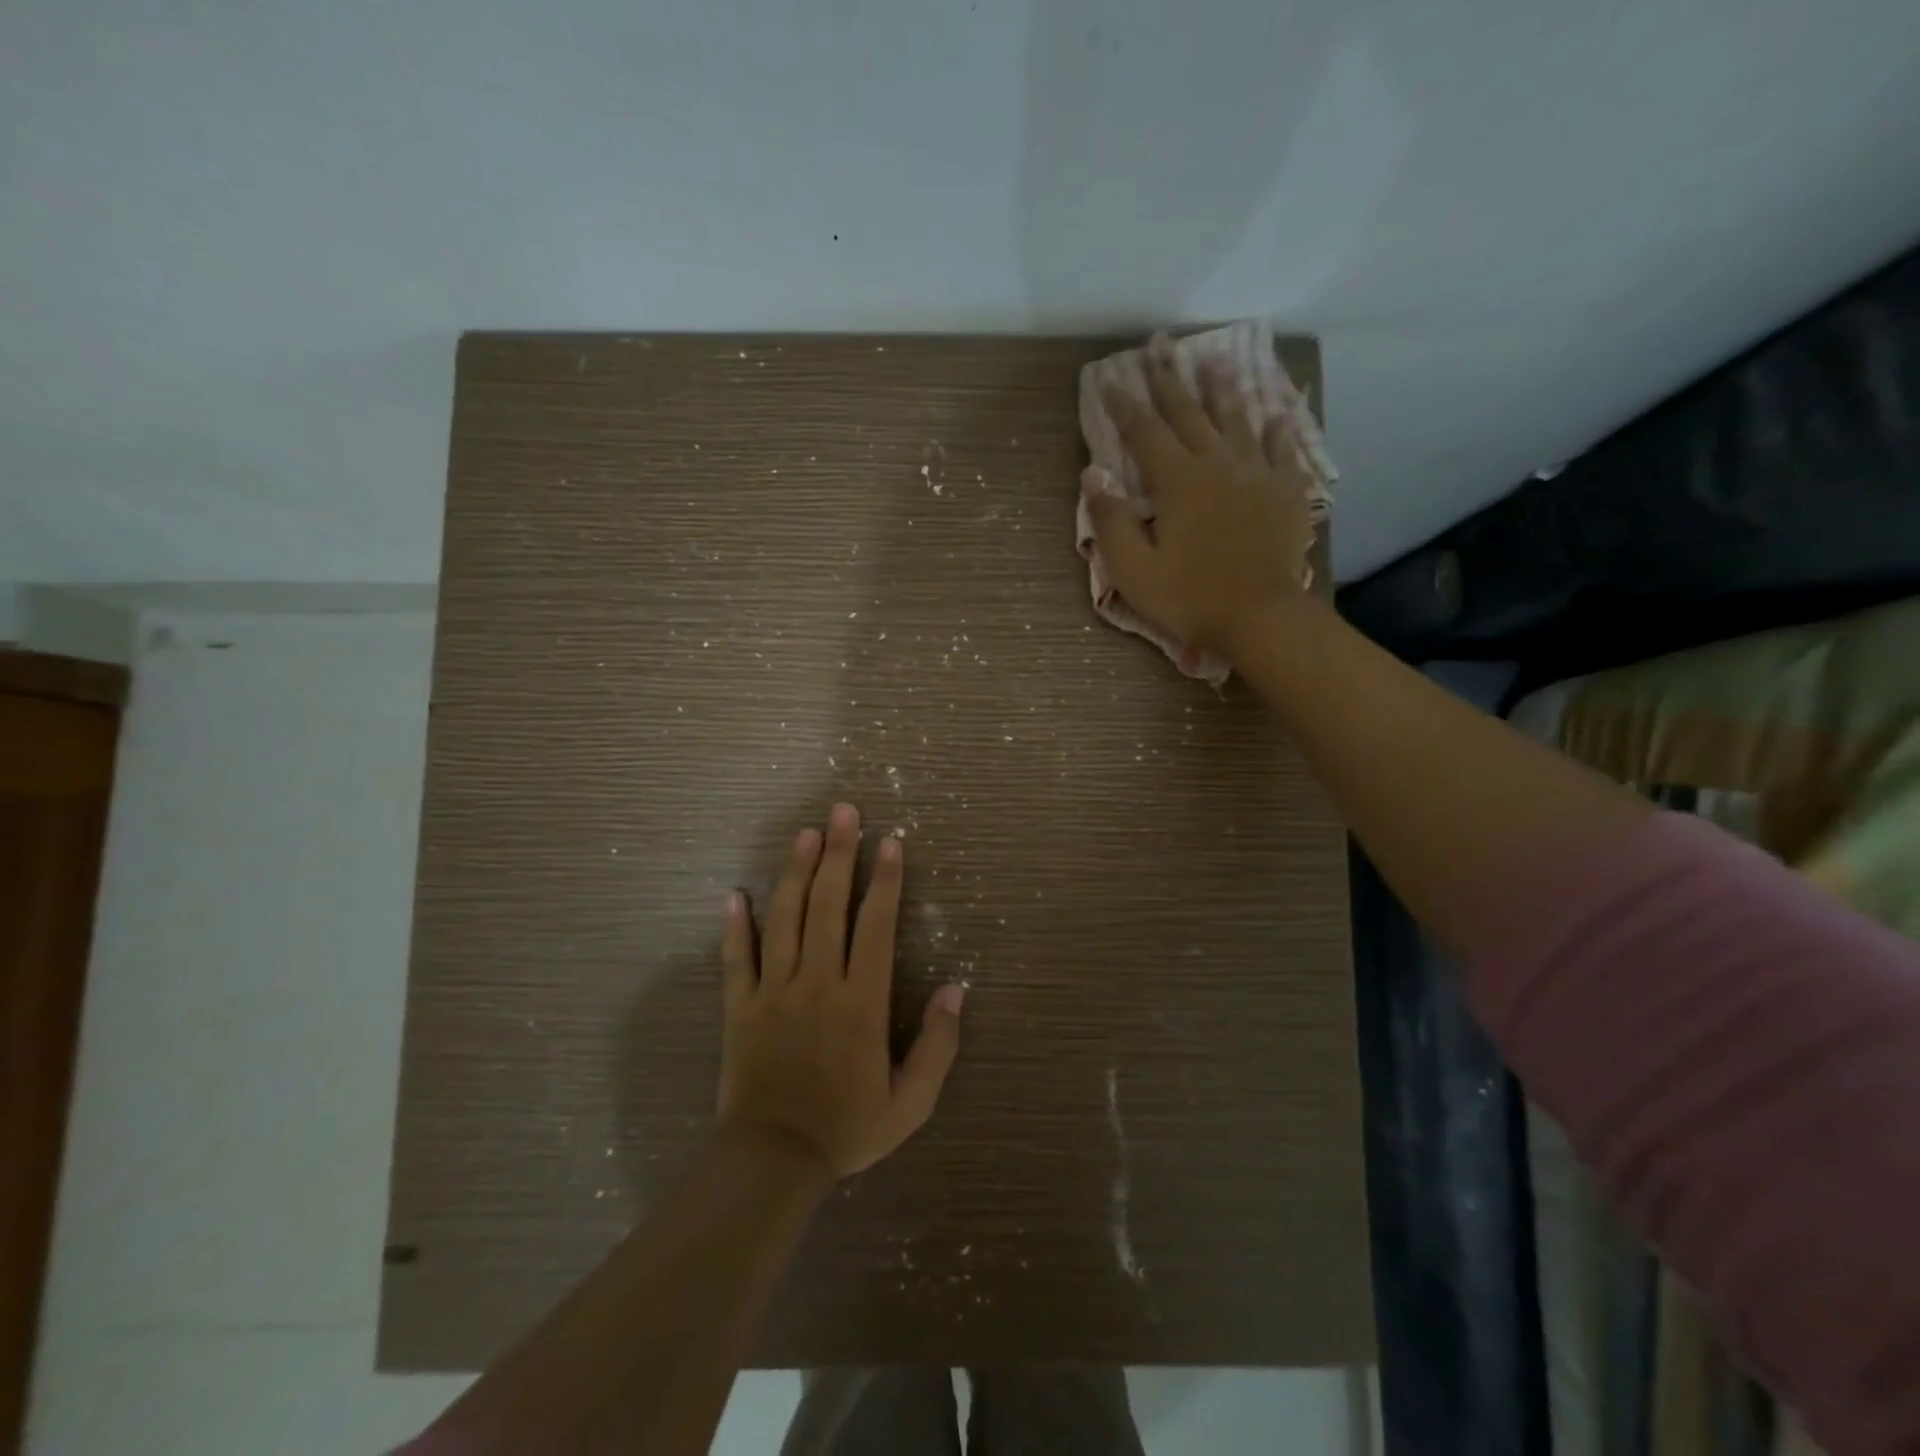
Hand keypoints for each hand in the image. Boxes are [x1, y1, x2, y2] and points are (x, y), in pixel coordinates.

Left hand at [718, 802, 963, 1179]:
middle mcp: (817, 983)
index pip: (876, 926)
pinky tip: (734, 894)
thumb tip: (956, 989)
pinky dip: (736, 924)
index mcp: (861, 1002)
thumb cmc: (847, 1129)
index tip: (890, 843)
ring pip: (785, 918)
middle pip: (828, 906)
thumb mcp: (911, 1102)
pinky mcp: (740, 1006)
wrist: (772, 1162)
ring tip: (805, 833)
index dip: (886, 881)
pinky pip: (737, 957)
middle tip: (844, 812)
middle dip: (839, 854)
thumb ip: (938, 1046)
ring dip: (795, 872)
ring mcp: (774, 991)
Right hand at [1083, 333, 1317, 659]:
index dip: (1125, 405)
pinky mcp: (1285, 493)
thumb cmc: (1189, 597)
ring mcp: (1256, 475)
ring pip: (1236, 420)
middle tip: (1160, 346)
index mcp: (1176, 481)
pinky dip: (1278, 429)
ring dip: (1221, 390)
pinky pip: (1283, 451)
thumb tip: (1093, 474)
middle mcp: (1217, 464)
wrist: (1260, 618)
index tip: (1110, 381)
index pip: (1144, 432)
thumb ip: (1111, 520)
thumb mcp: (1133, 569)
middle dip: (1170, 380)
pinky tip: (1278, 413)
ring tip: (1213, 360)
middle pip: (1189, 414)